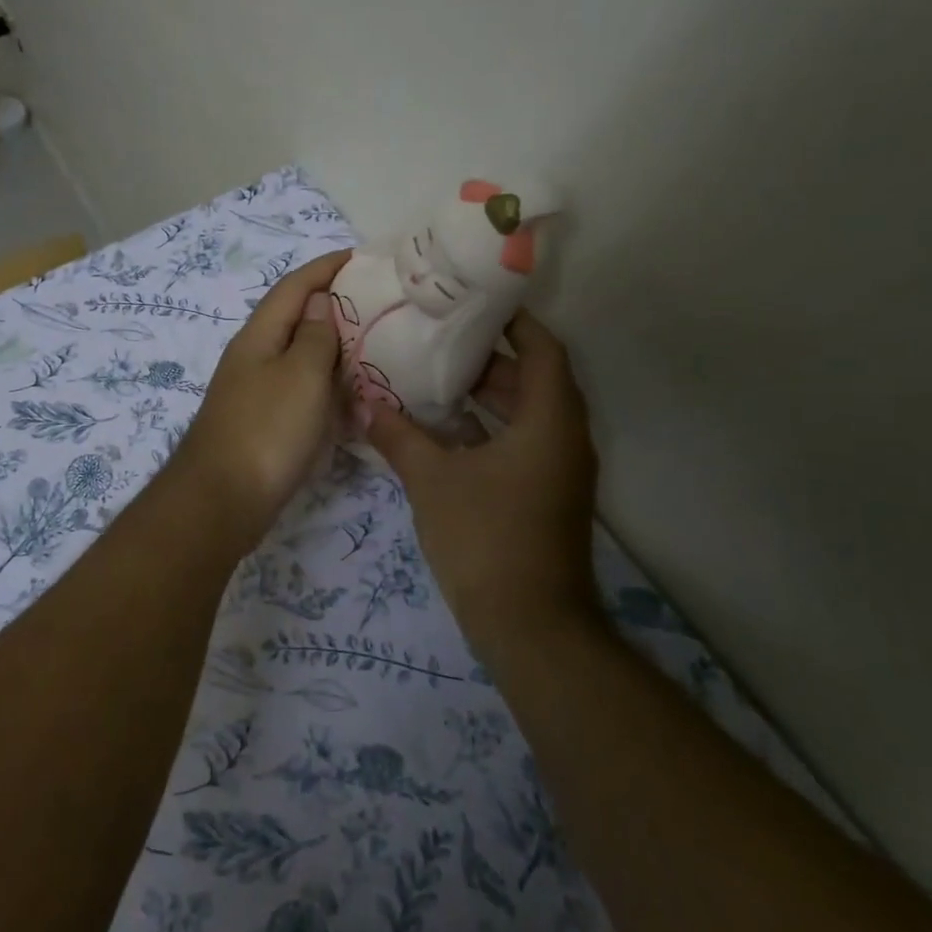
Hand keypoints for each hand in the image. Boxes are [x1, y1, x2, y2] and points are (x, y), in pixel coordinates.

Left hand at [175, 250, 350, 546]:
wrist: (222, 501)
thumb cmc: (267, 431)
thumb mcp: (301, 375)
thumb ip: (316, 336)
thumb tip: (320, 302)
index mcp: (259, 335)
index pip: (294, 286)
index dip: (326, 267)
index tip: (362, 256)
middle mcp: (254, 357)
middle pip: (295, 318)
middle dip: (333, 304)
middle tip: (379, 302)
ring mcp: (256, 392)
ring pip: (299, 356)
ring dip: (332, 346)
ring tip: (374, 343)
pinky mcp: (263, 423)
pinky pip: (300, 390)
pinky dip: (326, 384)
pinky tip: (350, 394)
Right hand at [365, 310, 600, 657]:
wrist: (529, 626)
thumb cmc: (485, 538)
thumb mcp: (432, 480)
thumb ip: (399, 437)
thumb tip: (366, 405)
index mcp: (549, 421)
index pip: (543, 350)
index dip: (515, 322)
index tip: (475, 305)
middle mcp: (565, 439)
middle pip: (535, 380)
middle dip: (490, 360)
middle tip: (440, 343)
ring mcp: (559, 472)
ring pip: (527, 415)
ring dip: (489, 397)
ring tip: (436, 380)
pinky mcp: (547, 497)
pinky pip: (522, 445)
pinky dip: (490, 430)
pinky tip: (445, 433)